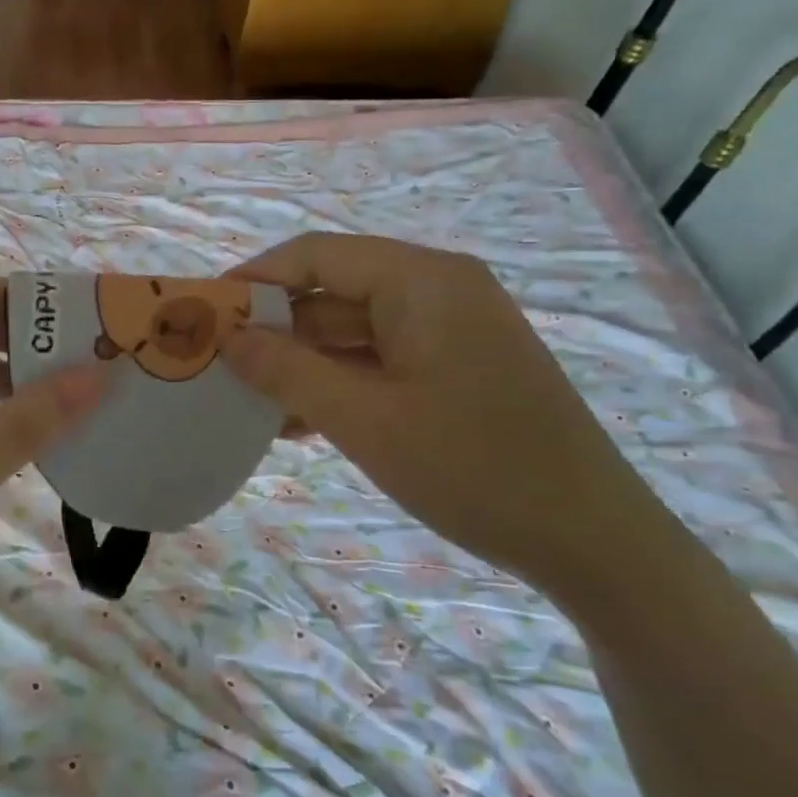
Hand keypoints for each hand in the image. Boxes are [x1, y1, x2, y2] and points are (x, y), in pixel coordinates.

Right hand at [220, 234, 681, 604]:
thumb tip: (226, 337)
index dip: (254, 279)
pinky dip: (339, 382)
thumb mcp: (364, 420)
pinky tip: (297, 421)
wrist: (593, 541)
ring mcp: (452, 330)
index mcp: (421, 280)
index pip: (315, 255)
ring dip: (302, 362)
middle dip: (274, 327)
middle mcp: (438, 289)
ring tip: (247, 399)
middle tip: (217, 364)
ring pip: (354, 330)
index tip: (203, 313)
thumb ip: (287, 371)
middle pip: (334, 291)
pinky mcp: (458, 367)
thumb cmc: (473, 467)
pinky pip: (381, 360)